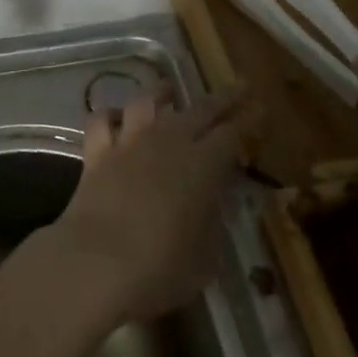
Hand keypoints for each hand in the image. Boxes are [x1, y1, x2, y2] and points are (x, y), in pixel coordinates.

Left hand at [47, 83, 255, 322]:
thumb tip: (210, 206)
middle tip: (238, 88)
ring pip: (147, 102)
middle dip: (223, 98)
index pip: (233, 133)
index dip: (249, 120)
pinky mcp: (97, 154)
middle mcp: (168, 142)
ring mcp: (130, 143)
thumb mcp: (206, 256)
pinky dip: (109, 115)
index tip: (260, 108)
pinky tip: (115, 117)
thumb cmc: (162, 268)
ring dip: (161, 93)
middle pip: (200, 109)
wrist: (97, 264)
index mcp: (204, 165)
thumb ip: (211, 223)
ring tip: (169, 90)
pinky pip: (101, 121)